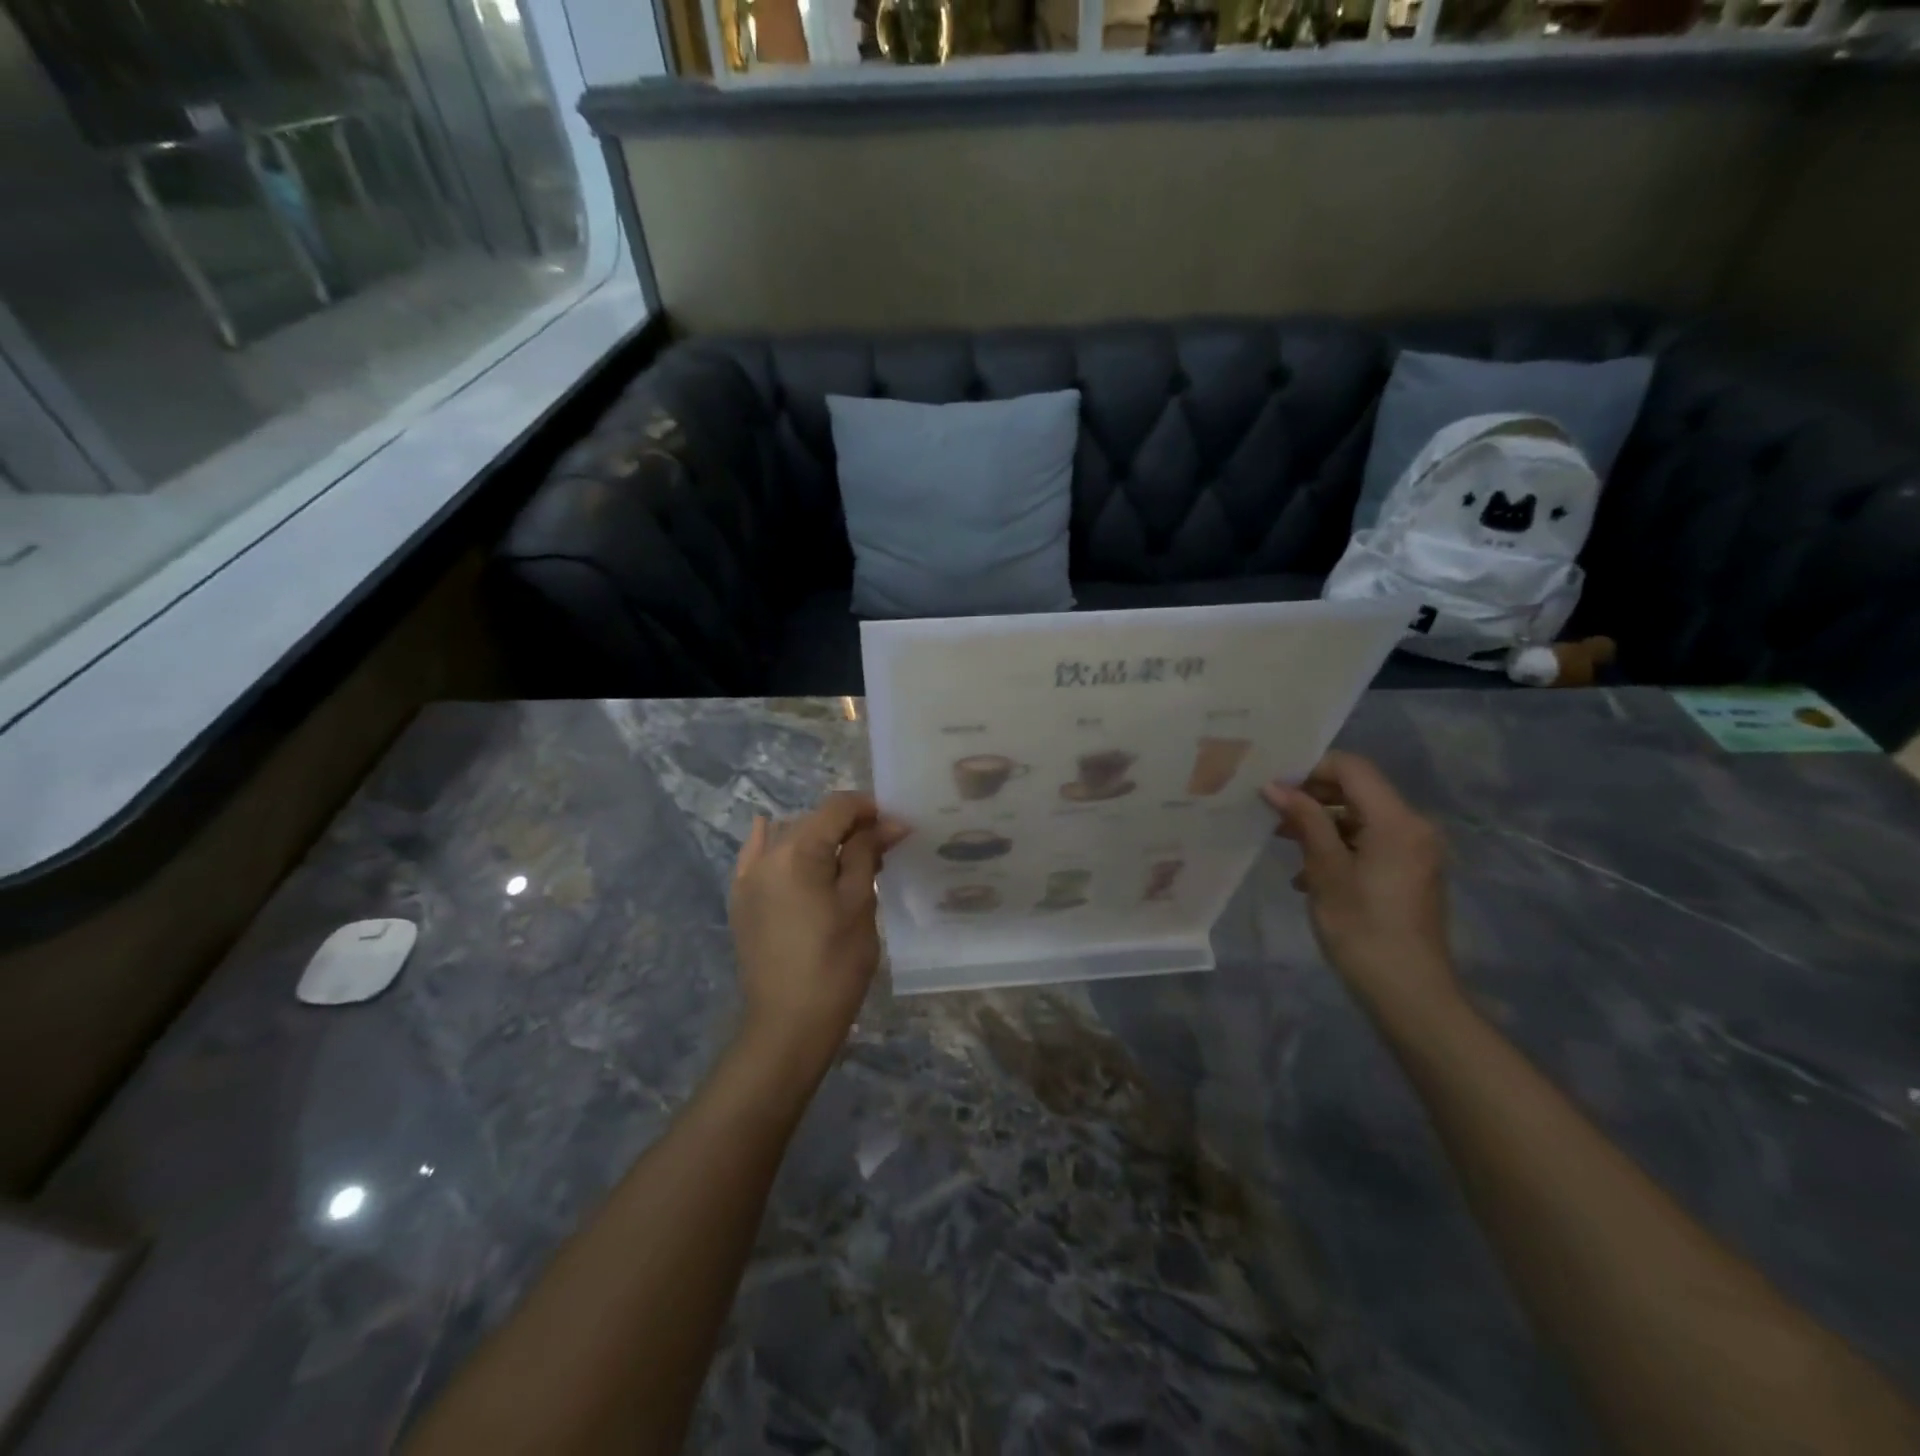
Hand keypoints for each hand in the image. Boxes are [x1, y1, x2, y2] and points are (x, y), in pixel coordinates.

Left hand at [729, 792, 908, 1086]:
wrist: (787, 1024)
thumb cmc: (834, 963)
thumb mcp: (860, 903)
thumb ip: (867, 854)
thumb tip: (887, 823)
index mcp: (797, 851)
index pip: (837, 807)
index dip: (870, 809)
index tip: (896, 827)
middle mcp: (766, 854)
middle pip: (812, 820)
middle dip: (848, 825)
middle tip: (881, 846)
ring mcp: (748, 878)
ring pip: (787, 836)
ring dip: (818, 837)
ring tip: (846, 857)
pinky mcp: (741, 901)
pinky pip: (755, 856)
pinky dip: (772, 843)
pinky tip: (771, 831)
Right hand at [1262, 751, 1458, 1016]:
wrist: (1408, 992)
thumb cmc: (1362, 928)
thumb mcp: (1326, 871)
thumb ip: (1304, 821)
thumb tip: (1275, 786)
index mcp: (1397, 821)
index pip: (1352, 768)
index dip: (1311, 769)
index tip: (1273, 786)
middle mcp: (1413, 827)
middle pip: (1358, 790)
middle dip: (1313, 796)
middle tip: (1271, 810)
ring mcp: (1414, 851)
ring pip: (1361, 817)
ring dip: (1321, 823)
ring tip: (1282, 840)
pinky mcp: (1409, 872)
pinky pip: (1371, 842)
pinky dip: (1339, 846)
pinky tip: (1307, 874)